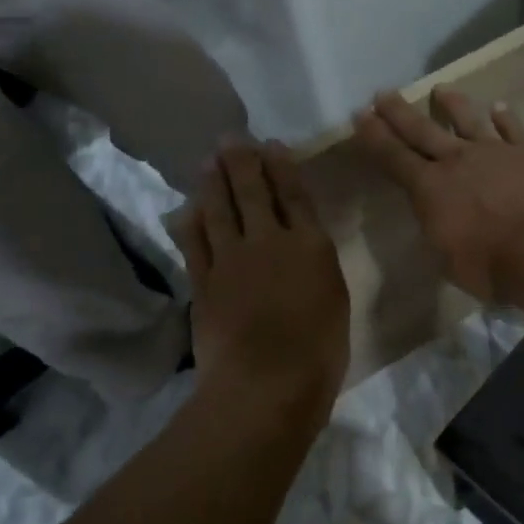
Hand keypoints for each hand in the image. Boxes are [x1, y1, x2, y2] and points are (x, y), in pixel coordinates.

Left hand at [170, 141, 349, 421]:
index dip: (282, 167)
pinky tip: (188, 208)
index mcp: (310, 246)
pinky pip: (194, 242)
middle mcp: (269, 242)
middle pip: (252, 192)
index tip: (271, 144)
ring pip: (219, 210)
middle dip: (242, 162)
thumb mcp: (335, 301)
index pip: (294, 195)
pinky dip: (191, 222)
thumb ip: (318, 268)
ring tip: (208, 162)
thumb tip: (305, 249)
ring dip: (213, 183)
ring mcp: (231, 260)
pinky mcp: (203, 282)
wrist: (266, 384)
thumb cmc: (319, 352)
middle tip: (231, 139)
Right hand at [356, 89, 523, 302]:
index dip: (374, 137)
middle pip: (422, 130)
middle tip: (383, 93)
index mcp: (429, 189)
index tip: (360, 116)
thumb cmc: (491, 265)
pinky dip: (505, 117)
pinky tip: (500, 107)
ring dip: (452, 104)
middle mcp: (457, 161)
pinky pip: (513, 129)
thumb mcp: (448, 260)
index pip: (393, 158)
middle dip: (399, 112)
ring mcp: (494, 152)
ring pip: (468, 120)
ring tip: (441, 89)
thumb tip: (436, 217)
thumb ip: (438, 230)